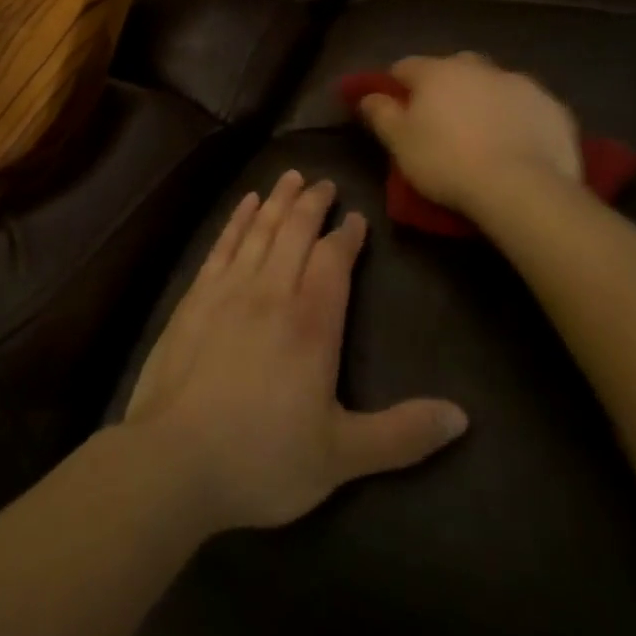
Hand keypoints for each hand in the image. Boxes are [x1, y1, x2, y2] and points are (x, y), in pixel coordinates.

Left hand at [124, 171, 466, 533]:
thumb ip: (402, 435)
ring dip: (278, 200)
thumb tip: (462, 417)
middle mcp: (272, 290)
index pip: (334, 260)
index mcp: (312, 322)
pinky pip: (223, 243)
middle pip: (296, 231)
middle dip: (313, 203)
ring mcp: (230, 287)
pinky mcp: (197, 294)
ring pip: (261, 228)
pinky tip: (246, 203)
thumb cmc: (263, 458)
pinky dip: (238, 218)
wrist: (174, 459)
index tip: (356, 217)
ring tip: (291, 176)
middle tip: (325, 183)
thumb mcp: (341, 457)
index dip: (347, 236)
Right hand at [358, 54, 584, 223]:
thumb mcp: (400, 144)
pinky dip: (518, 116)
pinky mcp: (553, 106)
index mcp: (437, 72)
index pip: (405, 67)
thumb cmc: (448, 163)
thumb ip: (381, 114)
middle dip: (445, 86)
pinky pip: (527, 105)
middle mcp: (478, 67)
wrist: (523, 188)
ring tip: (484, 134)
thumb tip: (367, 96)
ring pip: (493, 84)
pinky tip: (518, 143)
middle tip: (442, 121)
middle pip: (453, 68)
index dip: (397, 85)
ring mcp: (519, 83)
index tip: (396, 109)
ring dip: (484, 99)